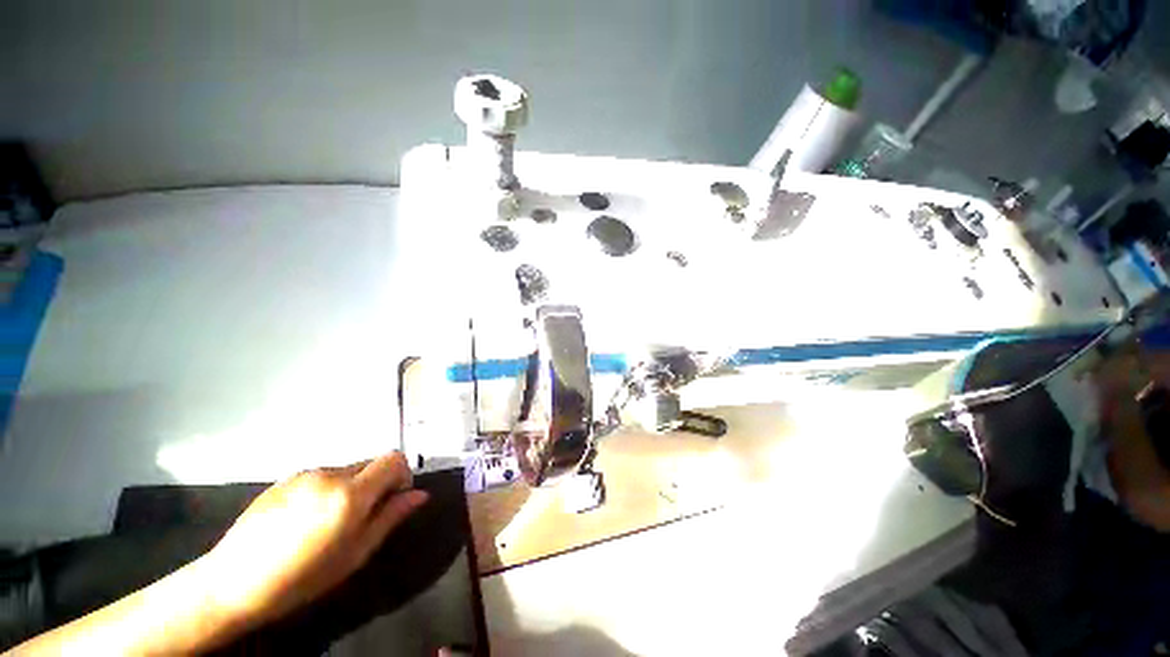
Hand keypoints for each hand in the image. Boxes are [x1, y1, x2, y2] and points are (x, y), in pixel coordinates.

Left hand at [201, 452, 428, 629]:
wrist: (231, 582)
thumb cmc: (301, 577)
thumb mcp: (355, 554)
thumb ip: (390, 518)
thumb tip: (419, 495)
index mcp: (350, 493)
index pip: (394, 458)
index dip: (402, 475)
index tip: (394, 500)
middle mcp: (331, 473)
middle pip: (371, 463)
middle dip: (377, 483)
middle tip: (363, 518)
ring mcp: (305, 473)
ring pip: (347, 470)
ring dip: (351, 488)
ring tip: (329, 523)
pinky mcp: (285, 478)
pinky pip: (321, 476)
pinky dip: (327, 490)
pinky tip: (305, 521)